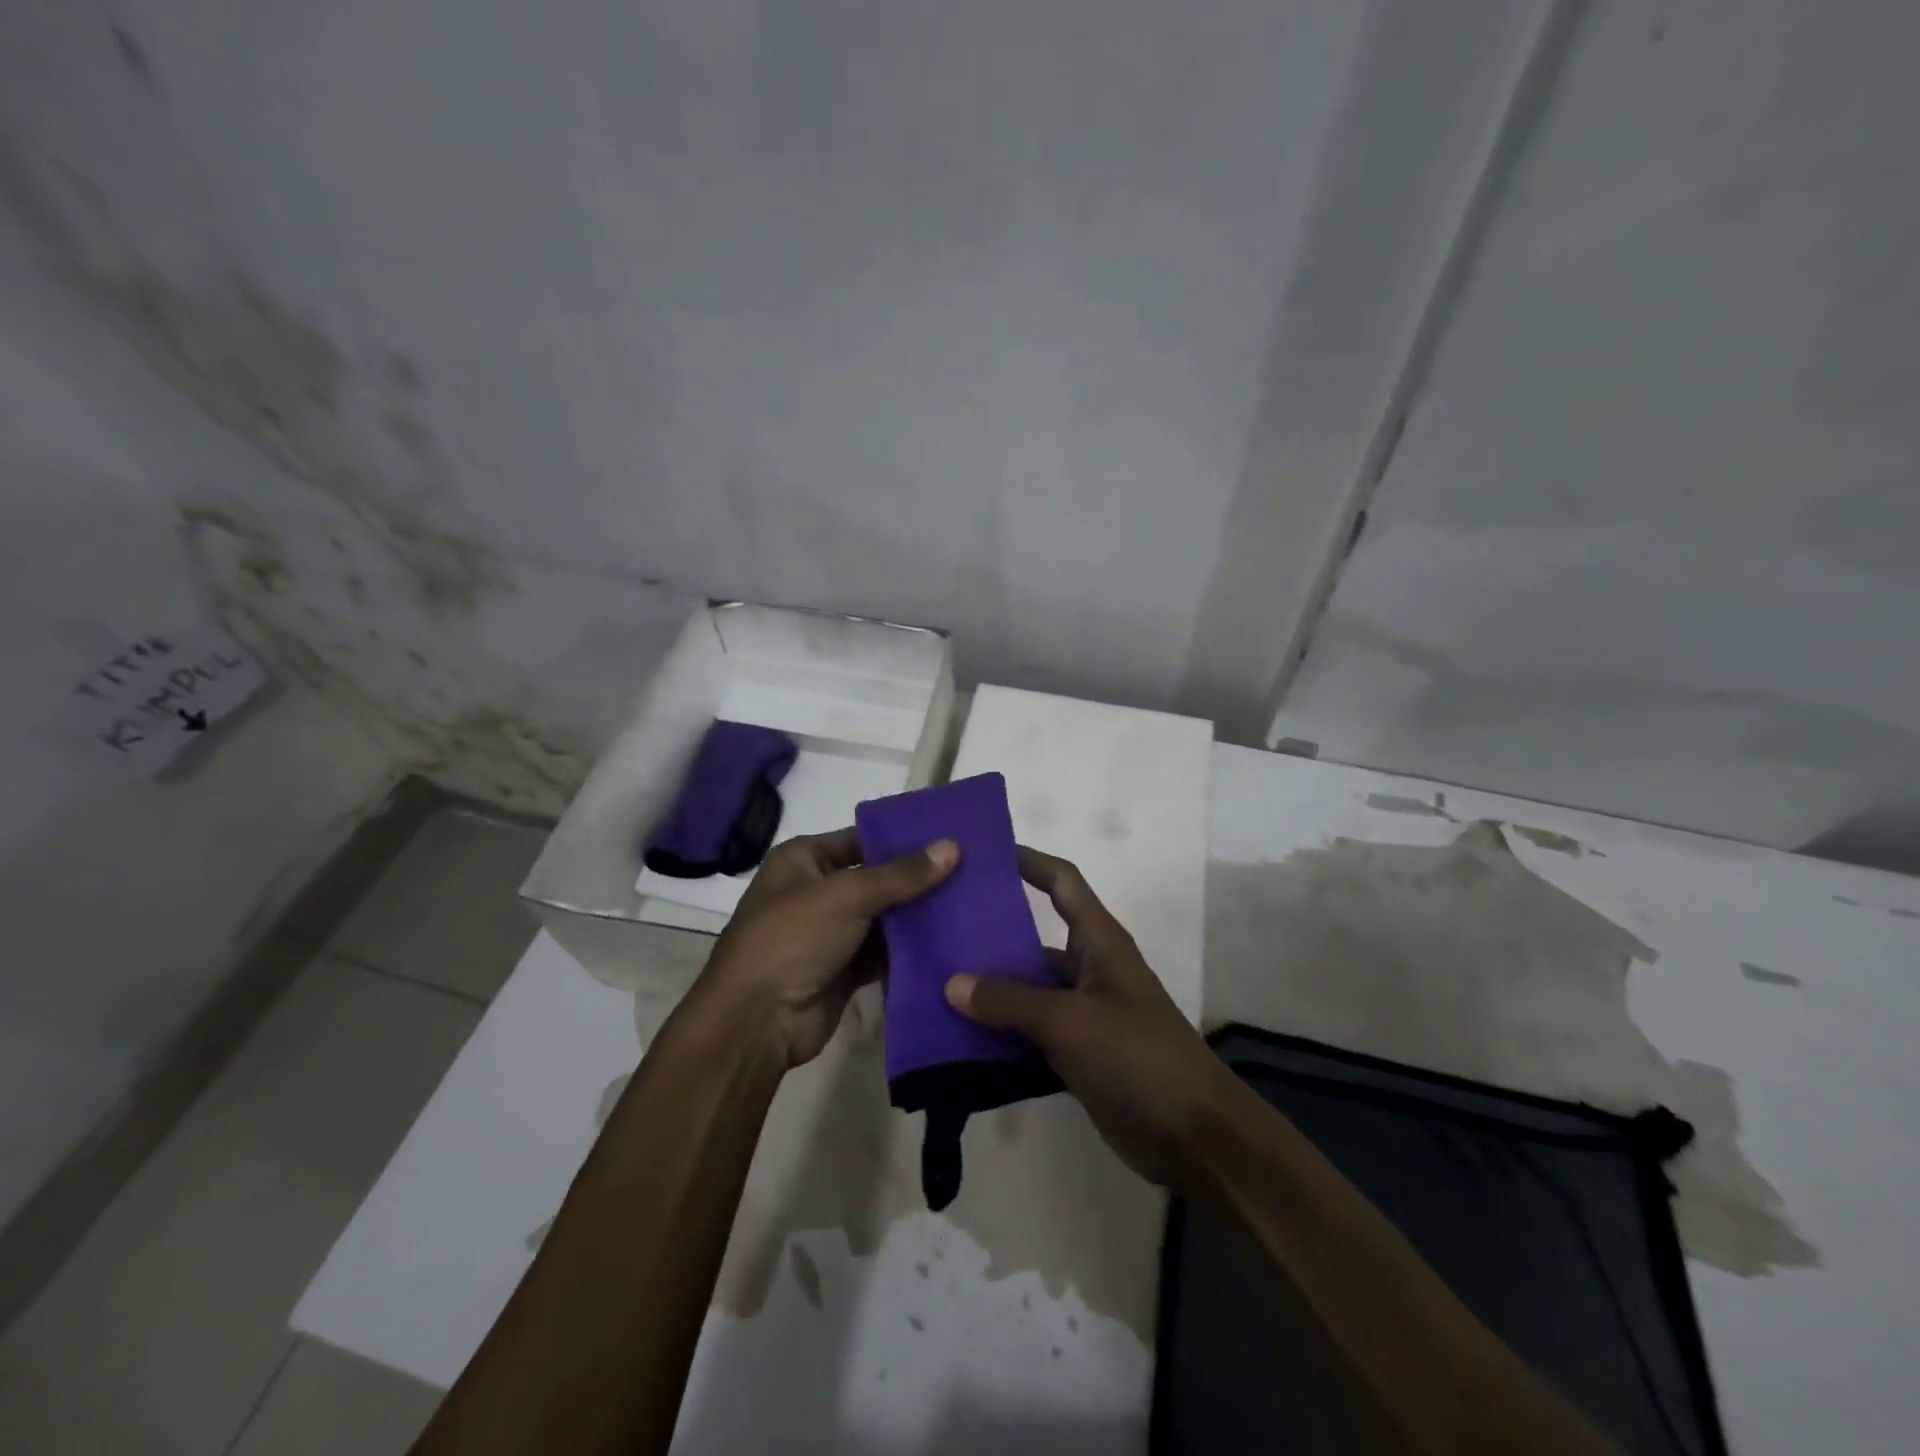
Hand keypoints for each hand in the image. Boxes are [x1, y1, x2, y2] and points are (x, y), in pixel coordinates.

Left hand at [692, 828, 957, 1069]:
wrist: (757, 1022)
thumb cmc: (793, 939)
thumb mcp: (848, 896)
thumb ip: (901, 874)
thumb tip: (952, 846)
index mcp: (804, 859)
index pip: (862, 838)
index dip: (903, 838)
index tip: (951, 837)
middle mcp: (816, 890)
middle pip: (876, 878)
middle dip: (918, 878)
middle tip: (972, 869)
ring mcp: (830, 932)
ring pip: (884, 917)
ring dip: (918, 915)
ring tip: (971, 901)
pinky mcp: (845, 968)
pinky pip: (884, 951)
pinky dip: (910, 949)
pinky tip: (950, 940)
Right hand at [944, 846, 1243, 1190]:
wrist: (1194, 1138)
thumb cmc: (1137, 1058)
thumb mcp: (1070, 1021)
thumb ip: (1010, 1001)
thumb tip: (952, 983)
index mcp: (1099, 942)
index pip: (1062, 882)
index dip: (1028, 861)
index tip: (984, 852)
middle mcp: (1090, 968)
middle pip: (1035, 937)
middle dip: (991, 932)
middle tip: (938, 926)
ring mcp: (1083, 1013)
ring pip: (1027, 989)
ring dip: (989, 989)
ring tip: (934, 981)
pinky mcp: (1077, 1053)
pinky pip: (1029, 1031)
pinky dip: (999, 1032)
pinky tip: (957, 1036)